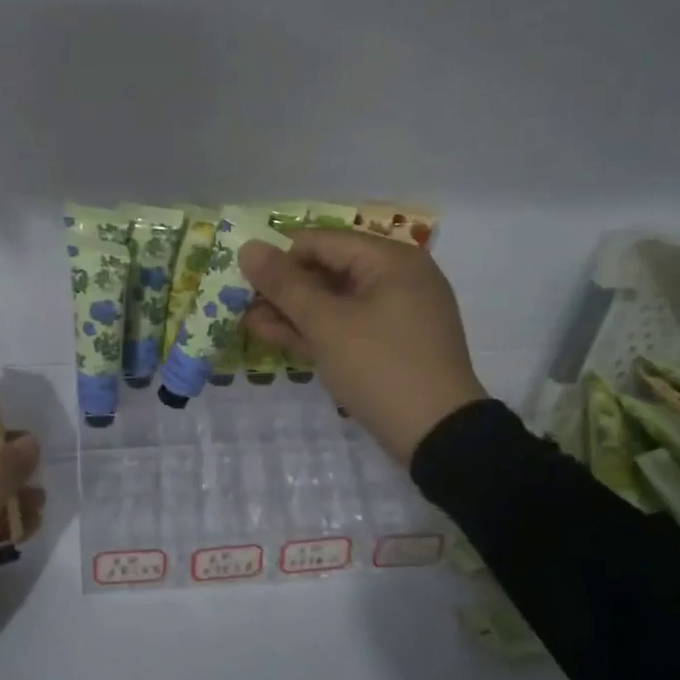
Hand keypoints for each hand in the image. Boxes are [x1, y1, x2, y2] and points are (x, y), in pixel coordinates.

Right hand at [240, 231, 485, 464]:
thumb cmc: (380, 368)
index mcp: (391, 260)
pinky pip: (348, 324)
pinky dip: (316, 329)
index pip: (321, 242)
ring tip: (250, 323)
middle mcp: (397, 277)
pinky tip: (276, 336)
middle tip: (241, 304)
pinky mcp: (392, 343)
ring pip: (335, 300)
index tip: (242, 279)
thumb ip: (284, 285)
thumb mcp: (326, 325)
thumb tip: (248, 247)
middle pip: (328, 269)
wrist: (438, 437)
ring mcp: (396, 313)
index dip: (279, 257)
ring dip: (293, 311)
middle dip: (284, 288)